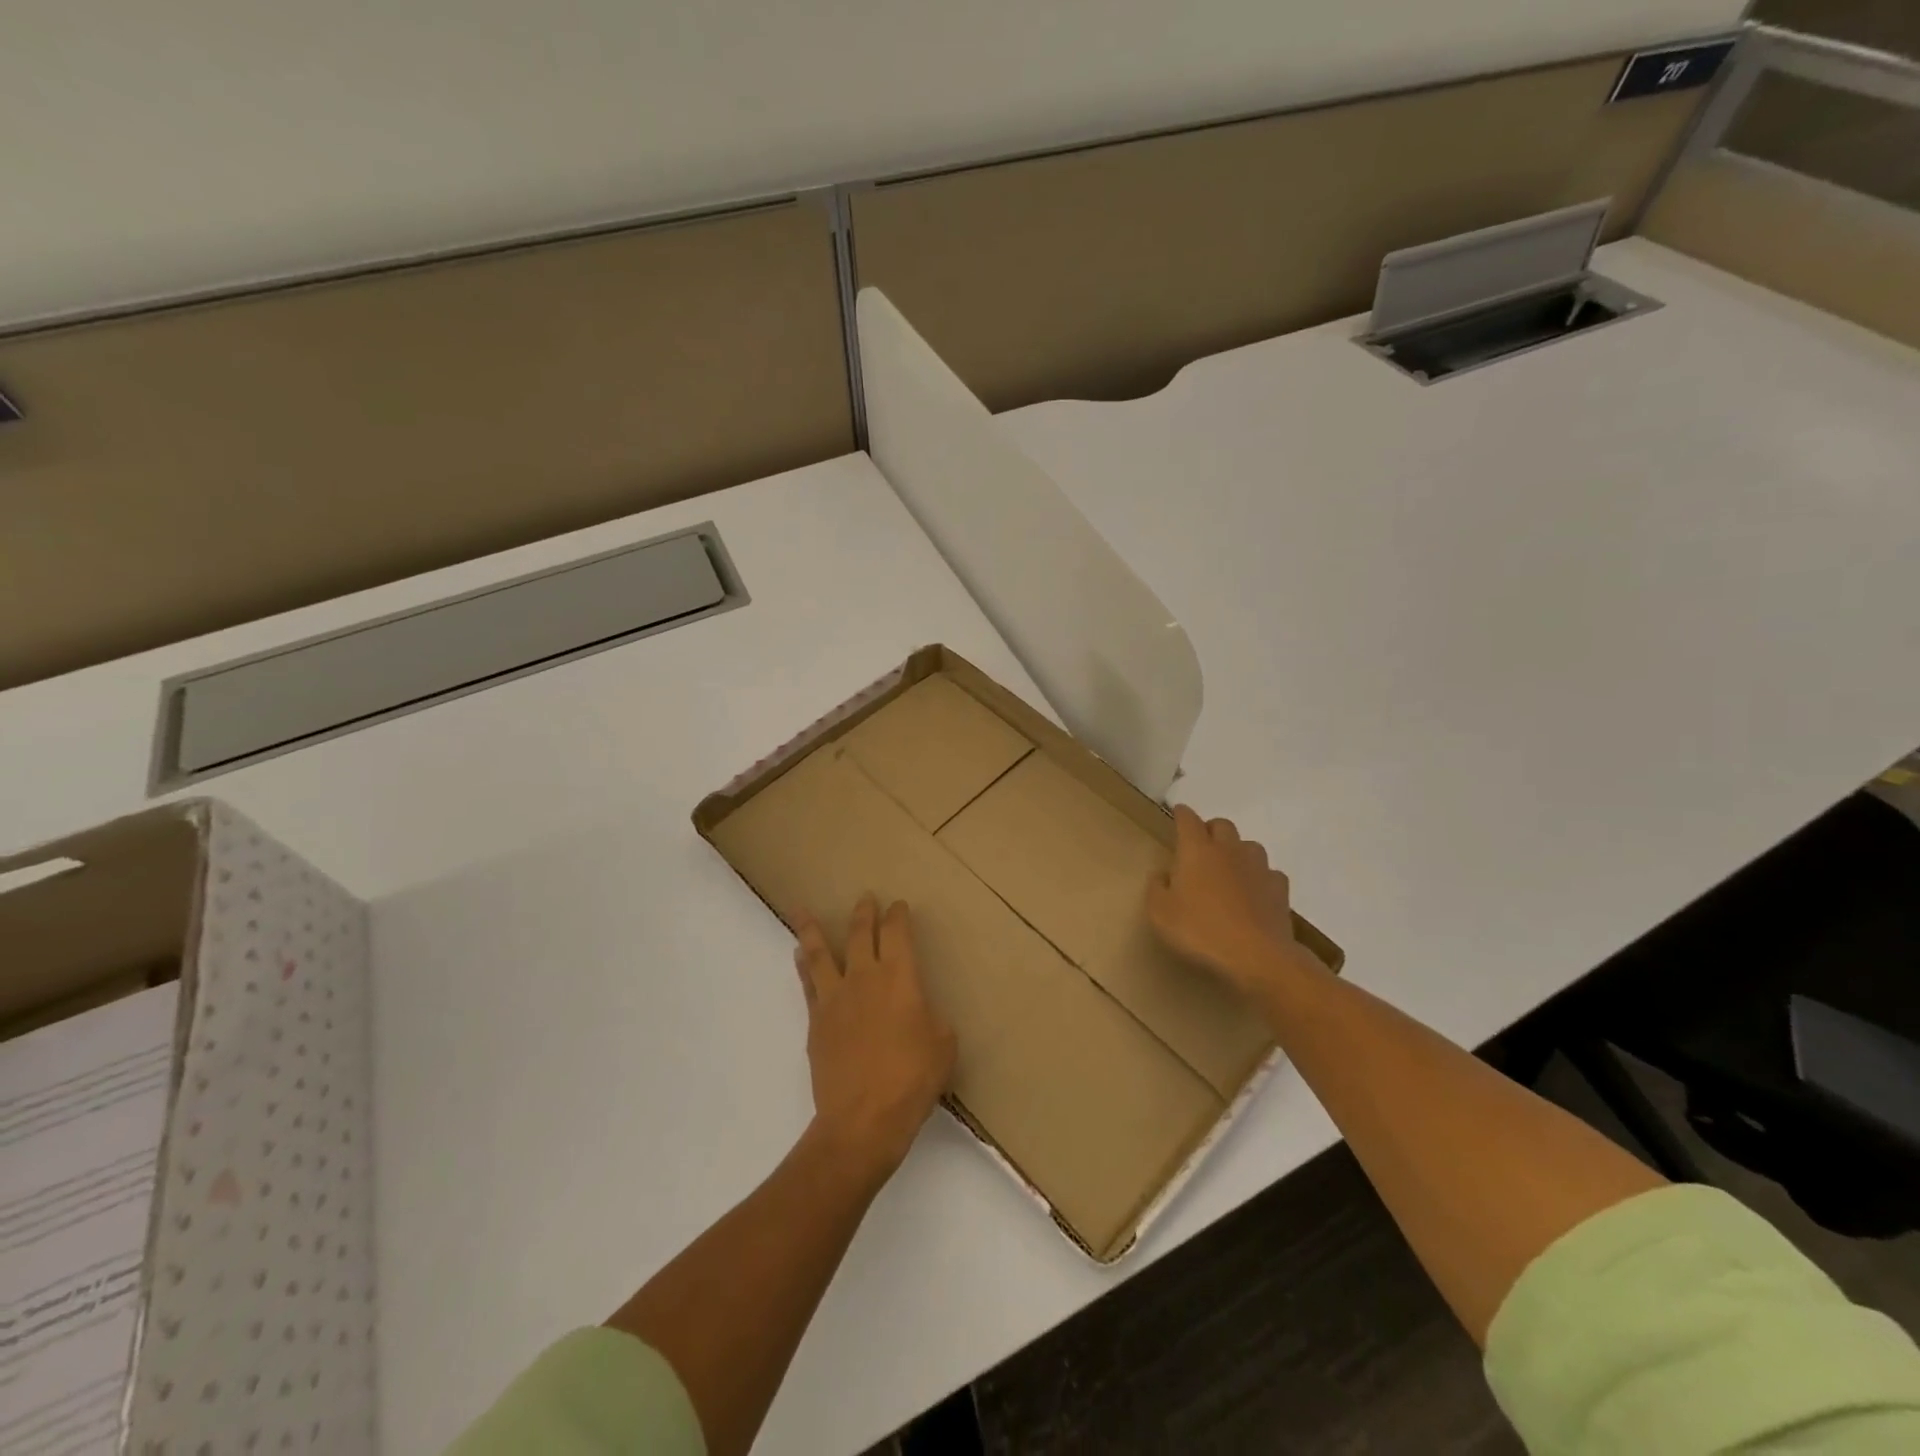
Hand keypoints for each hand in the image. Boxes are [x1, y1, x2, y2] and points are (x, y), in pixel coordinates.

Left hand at [793, 895, 956, 1182]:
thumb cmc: (912, 1079)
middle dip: (864, 913)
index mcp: (900, 977)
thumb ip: (930, 1019)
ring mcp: (835, 998)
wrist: (863, 1118)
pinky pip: (808, 983)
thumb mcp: (942, 1045)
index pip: (898, 933)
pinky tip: (799, 956)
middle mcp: (865, 978)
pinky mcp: (816, 1021)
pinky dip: (803, 966)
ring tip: (801, 911)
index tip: (898, 906)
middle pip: (860, 934)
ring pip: (821, 953)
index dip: (898, 916)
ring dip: (813, 929)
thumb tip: (918, 1013)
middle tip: (865, 898)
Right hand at [1147, 805, 1325, 1001]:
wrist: (1257, 956)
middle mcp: (1229, 850)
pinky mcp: (1280, 889)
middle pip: (1222, 825)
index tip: (1177, 813)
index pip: (1188, 819)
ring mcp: (1258, 868)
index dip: (1181, 814)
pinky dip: (1259, 877)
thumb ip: (1156, 888)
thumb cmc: (1200, 930)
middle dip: (1210, 829)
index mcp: (1196, 850)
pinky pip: (1269, 873)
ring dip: (1237, 851)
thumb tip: (1163, 875)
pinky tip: (1254, 893)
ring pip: (1248, 845)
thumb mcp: (1160, 913)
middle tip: (1200, 847)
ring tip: (1228, 869)